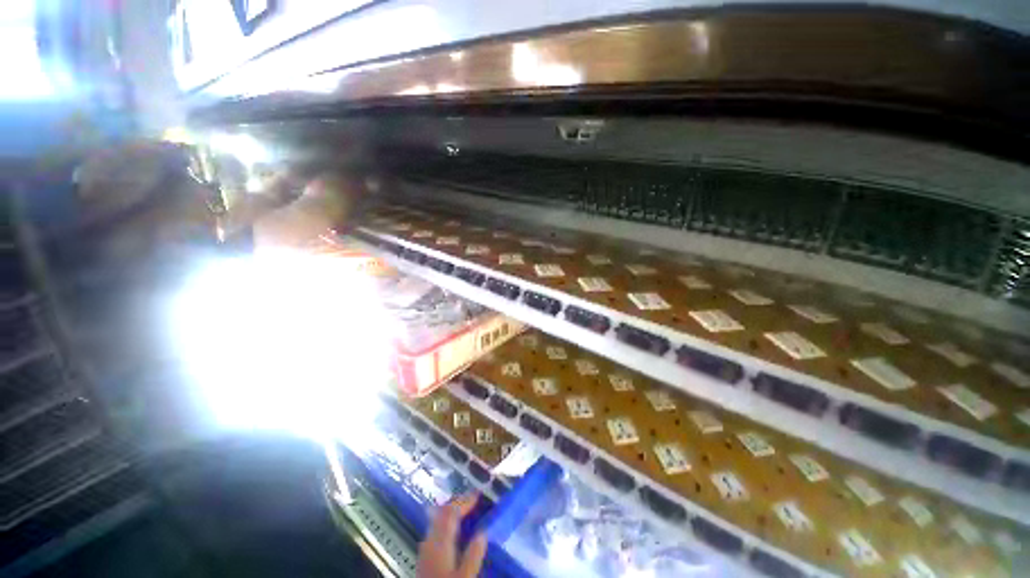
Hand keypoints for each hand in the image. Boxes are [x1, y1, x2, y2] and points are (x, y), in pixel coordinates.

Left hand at [417, 494, 487, 577]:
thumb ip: (473, 555)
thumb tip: (482, 532)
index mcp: (440, 543)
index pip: (451, 513)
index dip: (464, 501)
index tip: (478, 494)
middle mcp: (430, 541)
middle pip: (441, 513)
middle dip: (457, 503)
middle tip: (472, 499)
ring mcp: (425, 549)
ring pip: (437, 521)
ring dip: (450, 512)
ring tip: (465, 510)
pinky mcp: (424, 558)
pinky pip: (435, 530)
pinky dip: (446, 523)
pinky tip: (453, 530)